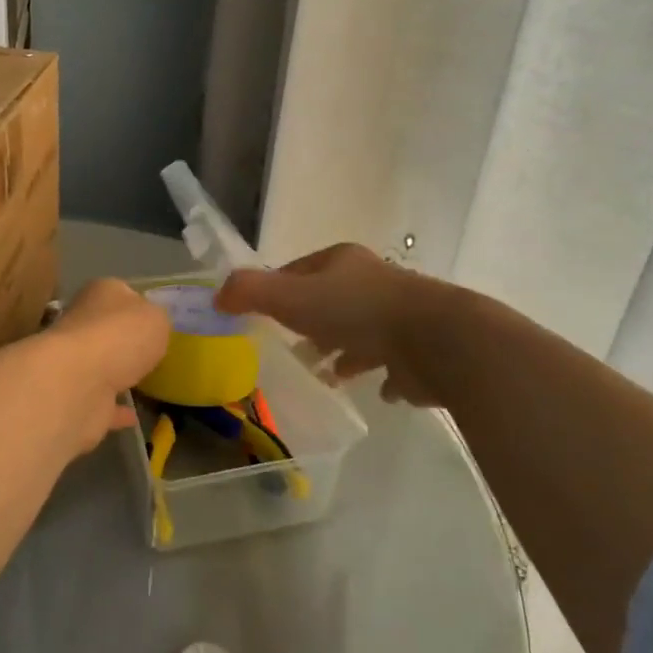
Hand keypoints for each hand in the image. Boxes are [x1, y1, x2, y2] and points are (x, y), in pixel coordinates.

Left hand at [46, 278, 171, 441]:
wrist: (78, 384)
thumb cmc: (121, 336)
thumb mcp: (156, 318)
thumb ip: (157, 321)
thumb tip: (150, 327)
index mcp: (101, 294)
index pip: (121, 293)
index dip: (139, 305)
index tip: (157, 322)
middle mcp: (83, 324)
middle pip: (109, 329)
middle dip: (126, 341)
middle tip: (153, 353)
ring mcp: (76, 363)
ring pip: (102, 366)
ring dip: (118, 374)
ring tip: (146, 383)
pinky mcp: (76, 398)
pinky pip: (103, 403)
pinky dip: (116, 410)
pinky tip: (134, 417)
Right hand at [215, 244, 438, 405]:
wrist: (435, 340)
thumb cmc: (355, 312)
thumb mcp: (291, 296)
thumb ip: (251, 292)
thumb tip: (217, 296)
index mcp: (343, 262)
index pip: (299, 270)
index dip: (277, 289)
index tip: (261, 315)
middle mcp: (372, 282)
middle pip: (331, 300)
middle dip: (310, 322)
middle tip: (290, 347)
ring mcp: (399, 316)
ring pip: (360, 331)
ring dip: (342, 349)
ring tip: (323, 373)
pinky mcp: (418, 350)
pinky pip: (391, 361)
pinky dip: (379, 372)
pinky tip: (372, 390)